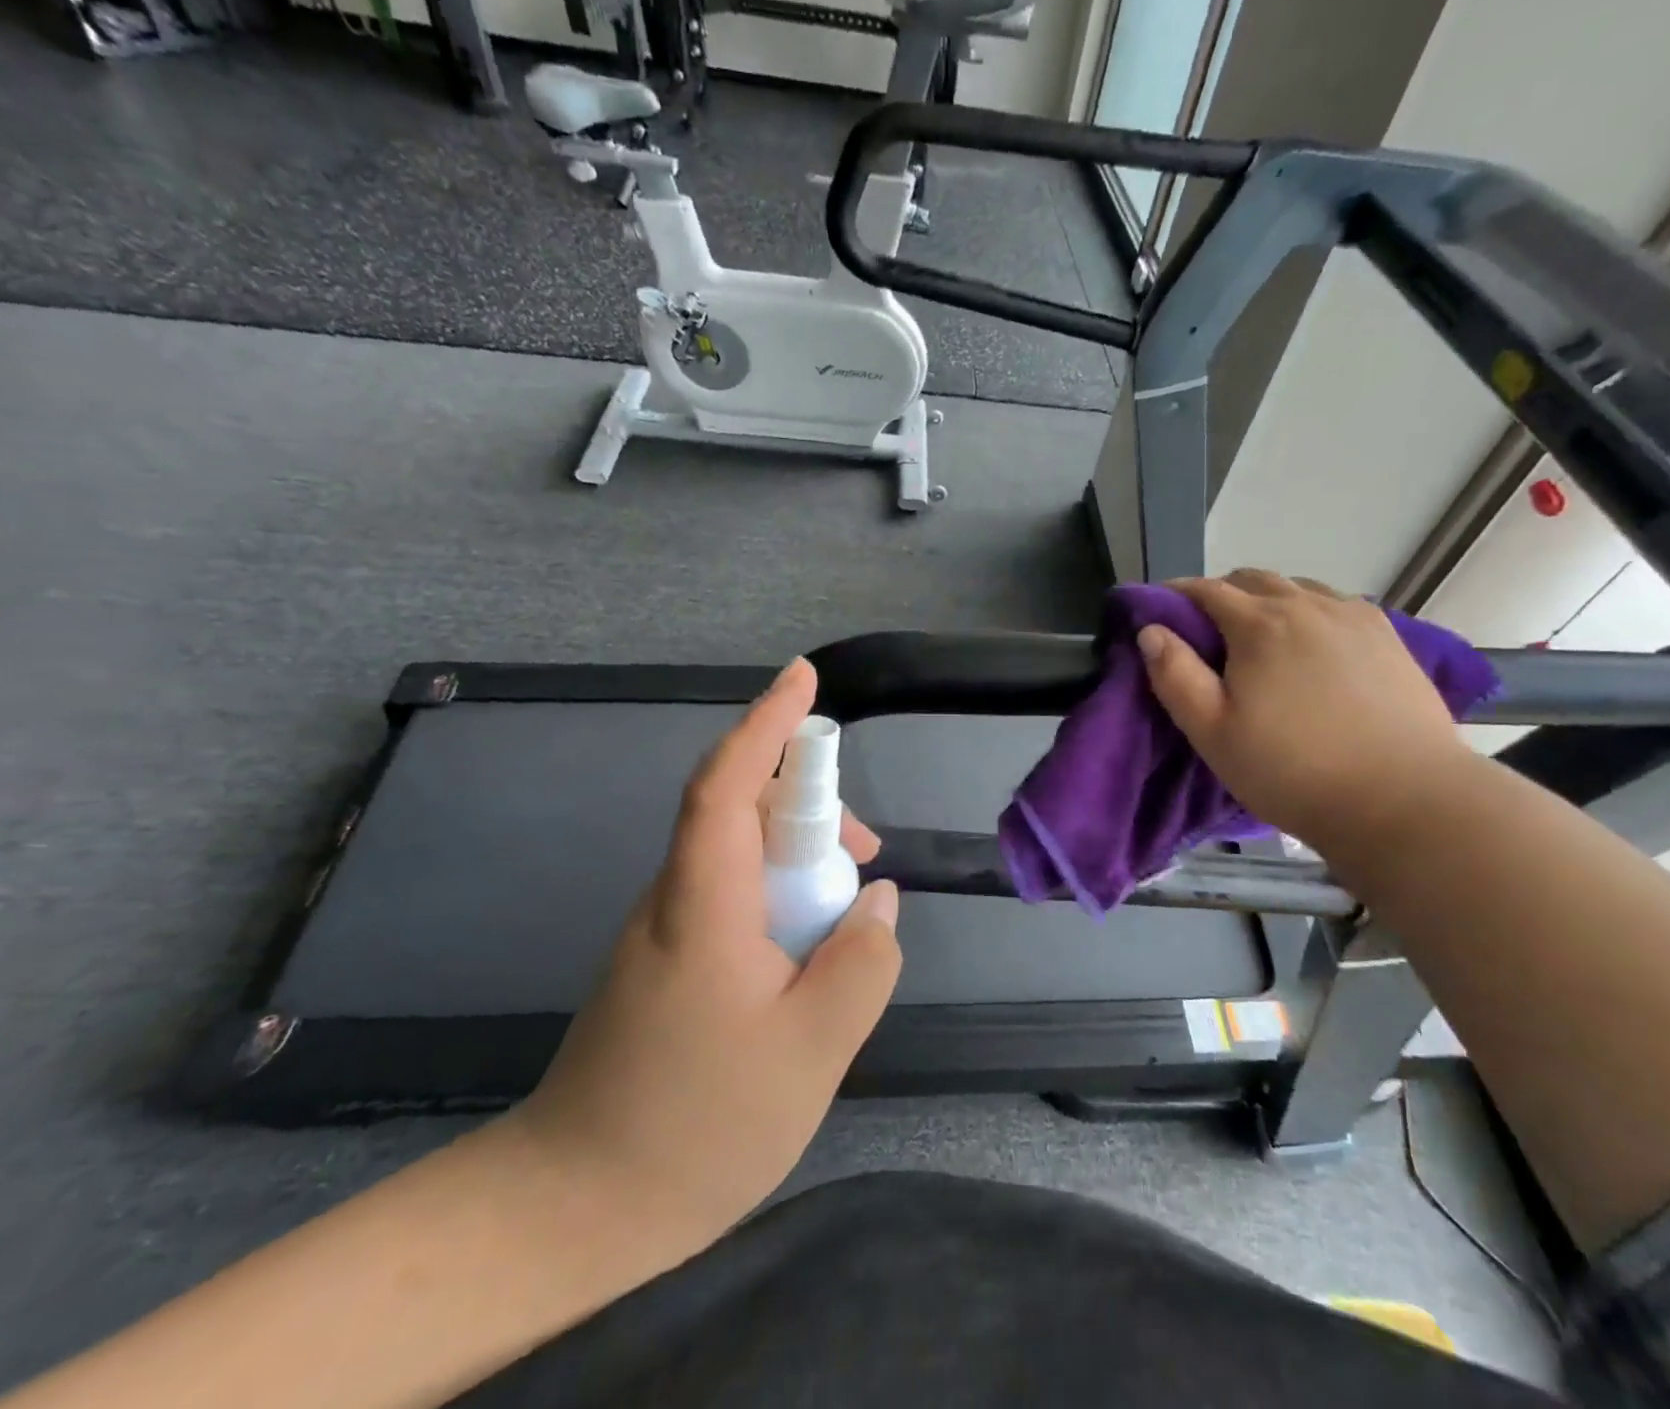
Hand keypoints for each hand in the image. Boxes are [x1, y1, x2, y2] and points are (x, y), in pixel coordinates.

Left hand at [509, 658, 901, 1252]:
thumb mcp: (811, 1052)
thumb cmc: (696, 1127)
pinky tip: (808, 959)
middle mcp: (676, 898)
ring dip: (800, 861)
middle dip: (809, 807)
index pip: (727, 784)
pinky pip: (734, 898)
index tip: (804, 677)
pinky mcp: (668, 961)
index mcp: (703, 903)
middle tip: (866, 853)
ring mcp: (666, 930)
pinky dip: (782, 899)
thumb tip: (878, 901)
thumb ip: (861, 964)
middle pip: (741, 812)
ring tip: (848, 920)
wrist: (574, 1209)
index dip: (767, 724)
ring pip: (741, 857)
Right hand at [1137, 571, 1466, 846]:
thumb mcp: (1212, 732)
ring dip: (1268, 602)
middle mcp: (1308, 605)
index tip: (1157, 612)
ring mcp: (1354, 617)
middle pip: (1252, 580)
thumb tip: (1151, 631)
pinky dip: (1310, 613)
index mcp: (1259, 624)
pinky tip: (1313, 648)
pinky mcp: (1389, 636)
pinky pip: (1336, 606)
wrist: (1403, 799)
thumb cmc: (1292, 770)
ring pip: (1298, 589)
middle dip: (1221, 595)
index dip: (1175, 595)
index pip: (1205, 589)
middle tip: (1206, 635)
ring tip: (1260, 642)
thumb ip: (1175, 675)